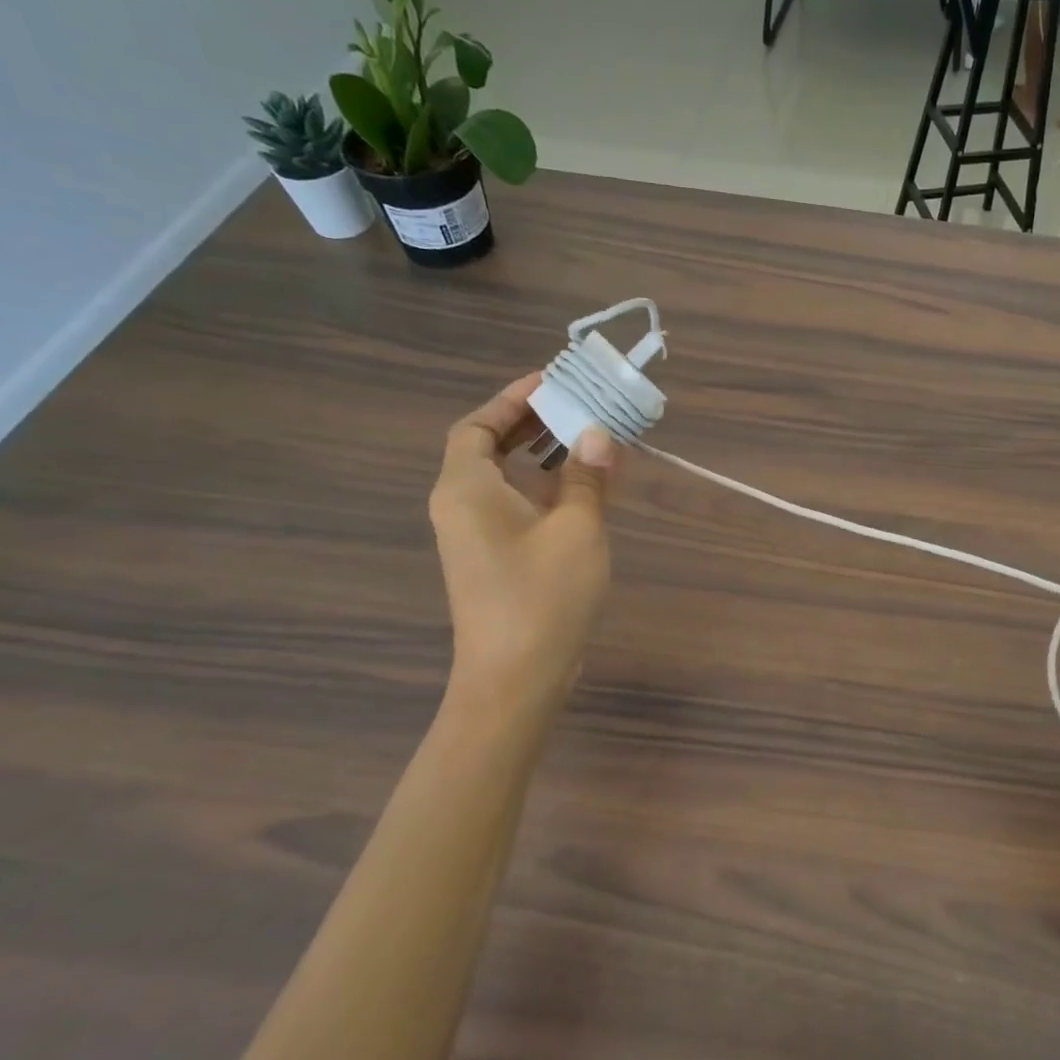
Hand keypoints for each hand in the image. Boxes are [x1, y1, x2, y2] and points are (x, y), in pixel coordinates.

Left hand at [429, 371, 617, 715]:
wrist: (516, 678)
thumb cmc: (543, 595)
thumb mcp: (576, 528)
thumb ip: (587, 477)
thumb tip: (598, 434)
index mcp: (467, 489)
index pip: (477, 427)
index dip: (511, 400)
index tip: (550, 382)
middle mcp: (462, 507)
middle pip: (488, 449)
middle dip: (530, 423)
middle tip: (576, 404)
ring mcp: (475, 537)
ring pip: (504, 480)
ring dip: (541, 456)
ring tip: (587, 438)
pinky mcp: (494, 560)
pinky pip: (515, 506)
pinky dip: (544, 488)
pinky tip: (583, 489)